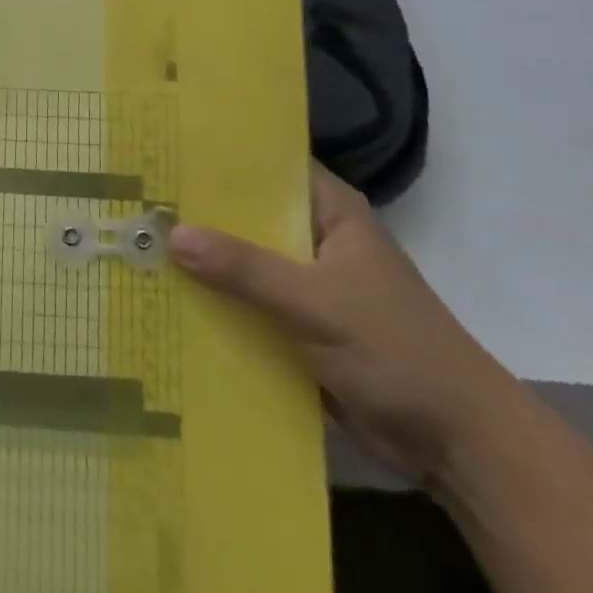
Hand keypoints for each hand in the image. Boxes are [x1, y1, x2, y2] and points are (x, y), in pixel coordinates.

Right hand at [168, 165, 516, 490]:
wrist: (459, 445)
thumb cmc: (396, 351)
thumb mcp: (317, 304)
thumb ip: (245, 270)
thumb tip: (170, 234)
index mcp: (330, 210)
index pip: (266, 165)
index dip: (217, 156)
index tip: (162, 148)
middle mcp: (314, 236)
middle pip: (247, 214)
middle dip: (197, 210)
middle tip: (133, 197)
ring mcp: (306, 282)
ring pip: (243, 259)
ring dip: (202, 259)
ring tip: (135, 241)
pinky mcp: (300, 325)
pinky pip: (248, 302)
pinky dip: (216, 301)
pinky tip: (167, 295)